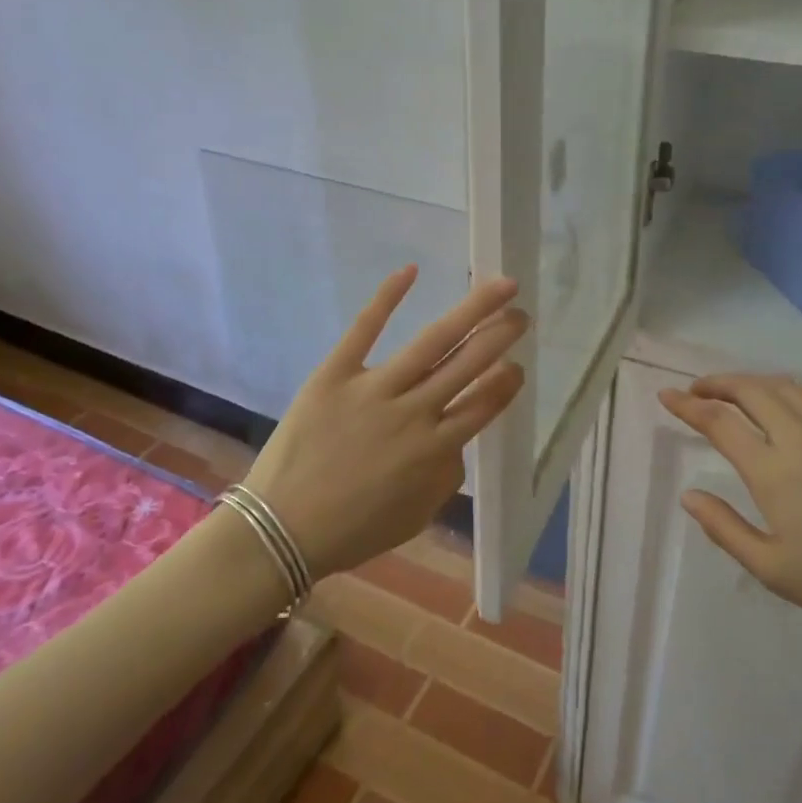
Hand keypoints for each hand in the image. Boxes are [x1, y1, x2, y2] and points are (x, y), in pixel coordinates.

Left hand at [241, 267, 527, 581]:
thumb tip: (456, 438)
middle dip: (500, 336)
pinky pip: (365, 329)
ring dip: (472, 312)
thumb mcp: (417, 515)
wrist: (280, 531)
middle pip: (468, 364)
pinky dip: (388, 298)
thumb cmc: (353, 530)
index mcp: (434, 450)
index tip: (518, 364)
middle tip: (521, 314)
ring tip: (499, 288)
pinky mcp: (335, 373)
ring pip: (433, 342)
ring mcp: (374, 389)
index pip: (484, 404)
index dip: (506, 381)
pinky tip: (411, 271)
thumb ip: (447, 475)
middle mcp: (413, 412)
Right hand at [659, 374, 801, 650]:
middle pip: (750, 390)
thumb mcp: (771, 568)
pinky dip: (796, 389)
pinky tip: (793, 399)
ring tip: (737, 392)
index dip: (687, 406)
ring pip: (786, 387)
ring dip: (753, 382)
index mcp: (773, 470)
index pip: (719, 422)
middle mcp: (801, 437)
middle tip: (697, 390)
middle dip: (717, 383)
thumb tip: (689, 495)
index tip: (667, 395)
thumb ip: (724, 527)